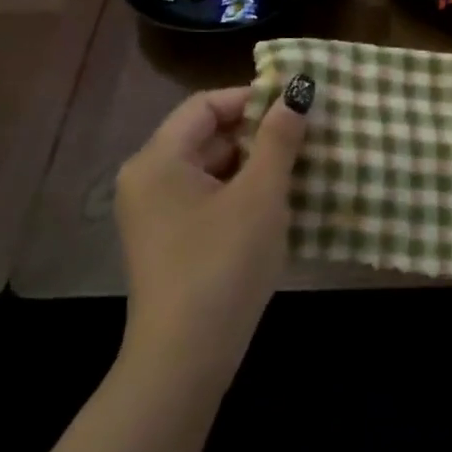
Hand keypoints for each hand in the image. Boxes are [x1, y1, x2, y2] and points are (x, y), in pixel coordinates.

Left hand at [114, 79, 312, 386]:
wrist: (186, 358)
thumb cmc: (223, 263)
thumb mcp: (261, 194)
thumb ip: (279, 138)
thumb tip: (297, 92)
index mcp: (158, 159)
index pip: (206, 104)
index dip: (251, 98)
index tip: (295, 105)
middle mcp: (147, 179)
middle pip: (206, 135)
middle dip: (256, 133)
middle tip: (305, 136)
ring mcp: (154, 214)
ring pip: (210, 169)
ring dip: (253, 164)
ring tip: (299, 167)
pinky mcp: (168, 242)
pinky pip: (206, 198)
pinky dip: (240, 193)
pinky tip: (277, 204)